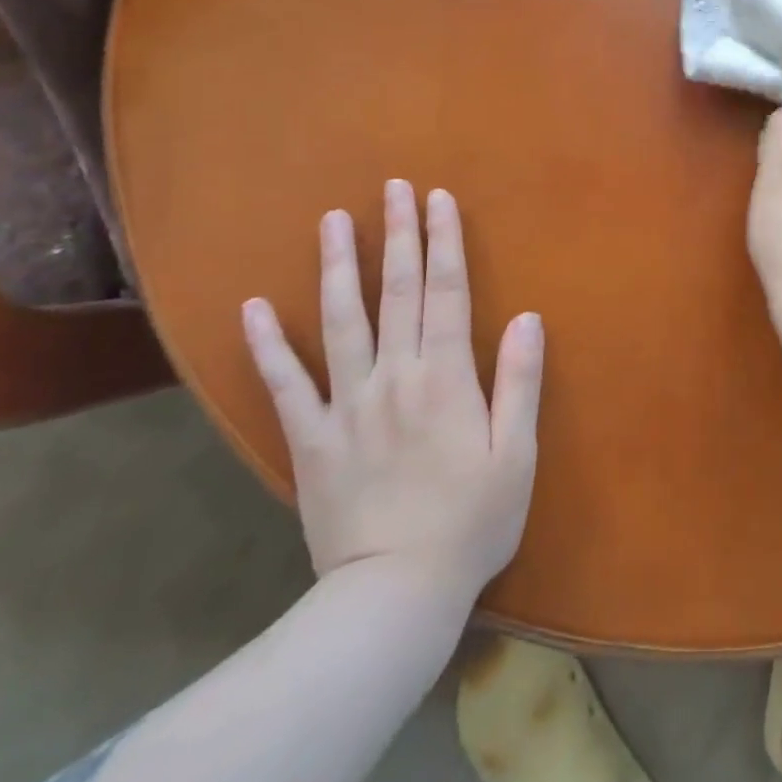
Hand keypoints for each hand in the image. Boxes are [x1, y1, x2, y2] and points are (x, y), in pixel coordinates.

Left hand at [241, 181, 543, 600]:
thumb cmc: (470, 522)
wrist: (395, 595)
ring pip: (341, 320)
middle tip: (393, 187)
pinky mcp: (311, 439)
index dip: (445, 242)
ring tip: (332, 220)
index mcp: (446, 377)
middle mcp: (395, 375)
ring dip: (339, 266)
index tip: (438, 198)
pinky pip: (285, 385)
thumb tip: (529, 317)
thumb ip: (520, 381)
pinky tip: (251, 307)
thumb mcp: (516, 454)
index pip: (448, 292)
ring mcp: (347, 404)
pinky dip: (267, 345)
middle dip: (399, 235)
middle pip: (399, 292)